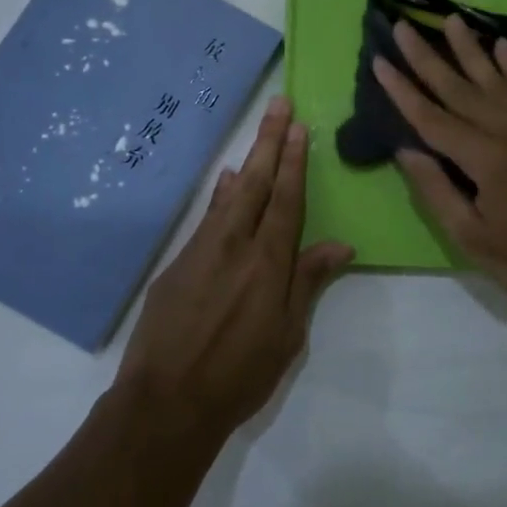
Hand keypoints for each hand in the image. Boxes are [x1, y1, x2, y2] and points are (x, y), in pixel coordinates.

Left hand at [115, 96, 353, 445]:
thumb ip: (308, 283)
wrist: (166, 401)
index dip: (295, 162)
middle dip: (270, 142)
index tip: (301, 128)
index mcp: (268, 262)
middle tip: (279, 105)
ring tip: (259, 134)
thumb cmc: (239, 374)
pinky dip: (221, 196)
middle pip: (257, 183)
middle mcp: (235, 245)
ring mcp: (201, 250)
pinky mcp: (177, 263)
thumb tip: (341, 244)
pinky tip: (227, 185)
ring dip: (248, 162)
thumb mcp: (287, 336)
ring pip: (230, 195)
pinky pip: (206, 218)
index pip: (287, 200)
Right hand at [374, 14, 506, 321]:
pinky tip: (501, 44)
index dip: (402, 90)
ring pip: (495, 79)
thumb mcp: (471, 238)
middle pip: (459, 88)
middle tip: (403, 25)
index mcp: (486, 160)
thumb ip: (436, 190)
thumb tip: (405, 149)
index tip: (379, 61)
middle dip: (426, 57)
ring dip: (469, 48)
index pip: (432, 117)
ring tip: (449, 19)